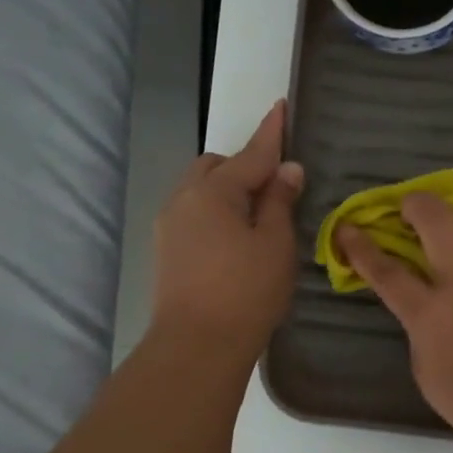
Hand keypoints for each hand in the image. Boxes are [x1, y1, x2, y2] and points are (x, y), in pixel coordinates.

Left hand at [152, 102, 303, 354]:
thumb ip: (279, 201)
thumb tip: (286, 170)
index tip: (281, 105)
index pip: (251, 154)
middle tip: (275, 187)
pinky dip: (215, 212)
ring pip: (200, 191)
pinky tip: (234, 239)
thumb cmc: (245, 291)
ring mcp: (169, 226)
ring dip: (227, 190)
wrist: (196, 347)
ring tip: (256, 216)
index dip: (271, 132)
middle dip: (243, 166)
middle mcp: (184, 199)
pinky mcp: (166, 251)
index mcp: (213, 191)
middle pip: (215, 167)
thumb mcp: (275, 243)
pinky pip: (194, 214)